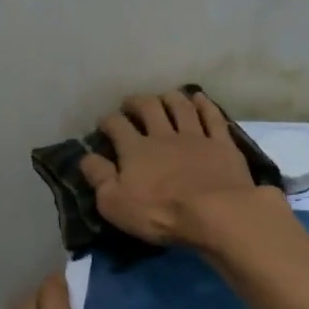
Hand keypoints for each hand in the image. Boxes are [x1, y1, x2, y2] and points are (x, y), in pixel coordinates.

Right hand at [79, 91, 266, 245]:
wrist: (215, 213)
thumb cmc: (160, 213)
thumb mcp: (115, 203)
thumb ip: (99, 178)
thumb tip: (86, 157)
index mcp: (135, 150)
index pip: (117, 126)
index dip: (108, 121)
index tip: (103, 123)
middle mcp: (164, 135)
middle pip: (149, 108)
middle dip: (137, 102)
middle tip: (131, 104)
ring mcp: (196, 137)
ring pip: (180, 107)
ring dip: (170, 98)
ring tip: (163, 96)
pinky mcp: (222, 145)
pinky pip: (212, 118)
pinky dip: (205, 105)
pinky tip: (200, 99)